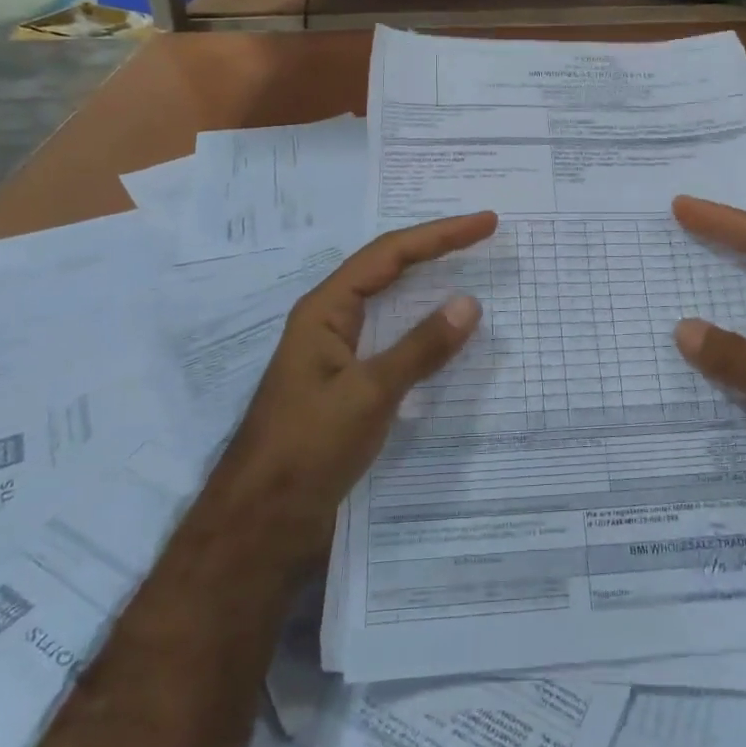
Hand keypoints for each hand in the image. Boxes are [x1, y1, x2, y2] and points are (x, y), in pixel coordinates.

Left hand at [216, 211, 496, 572]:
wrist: (260, 523)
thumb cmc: (307, 449)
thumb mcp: (369, 394)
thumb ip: (420, 347)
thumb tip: (469, 302)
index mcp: (326, 310)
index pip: (389, 255)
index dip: (439, 234)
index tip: (485, 223)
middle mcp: (330, 321)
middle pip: (388, 269)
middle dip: (435, 248)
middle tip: (482, 235)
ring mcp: (338, 353)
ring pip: (390, 304)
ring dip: (428, 284)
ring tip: (469, 269)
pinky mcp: (348, 384)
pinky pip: (392, 340)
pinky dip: (423, 328)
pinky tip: (446, 335)